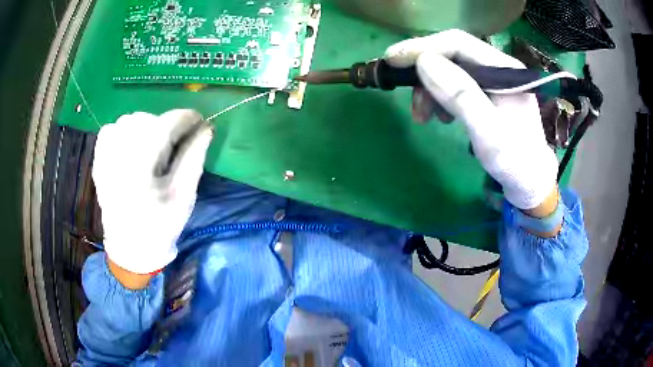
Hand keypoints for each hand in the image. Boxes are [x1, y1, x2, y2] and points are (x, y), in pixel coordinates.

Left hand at [93, 109, 211, 274]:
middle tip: (175, 145)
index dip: (187, 119)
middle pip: (147, 119)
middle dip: (166, 125)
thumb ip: (194, 157)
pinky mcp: (98, 161)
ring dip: (145, 127)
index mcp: (141, 168)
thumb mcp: (183, 195)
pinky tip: (130, 146)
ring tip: (153, 147)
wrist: (130, 248)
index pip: (167, 124)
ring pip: (128, 120)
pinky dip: (123, 130)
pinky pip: (110, 130)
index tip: (200, 124)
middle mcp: (119, 158)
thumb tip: (206, 127)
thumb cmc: (160, 226)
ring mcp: (105, 158)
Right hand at [385, 29, 558, 210]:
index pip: (458, 43)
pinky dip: (440, 98)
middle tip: (410, 101)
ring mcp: (493, 79)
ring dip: (430, 89)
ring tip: (424, 117)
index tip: (392, 60)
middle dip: (424, 74)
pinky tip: (440, 116)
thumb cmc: (514, 162)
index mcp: (504, 68)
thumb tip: (423, 62)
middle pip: (452, 55)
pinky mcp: (487, 93)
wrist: (530, 182)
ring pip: (450, 70)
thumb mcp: (488, 132)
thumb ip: (460, 94)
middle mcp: (498, 67)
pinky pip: (455, 85)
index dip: (422, 47)